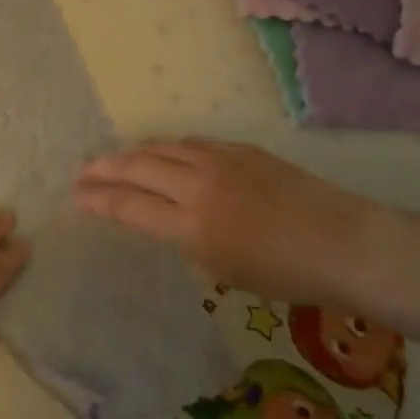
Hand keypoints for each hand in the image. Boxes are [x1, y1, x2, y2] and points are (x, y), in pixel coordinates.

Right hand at [73, 138, 393, 307]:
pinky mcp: (240, 149)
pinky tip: (163, 153)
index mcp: (191, 225)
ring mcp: (219, 160)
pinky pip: (191, 143)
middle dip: (103, 168)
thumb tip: (165, 219)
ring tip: (115, 159)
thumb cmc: (285, 275)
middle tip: (82, 172)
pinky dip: (167, 148)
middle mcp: (197, 185)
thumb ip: (185, 240)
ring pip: (161, 147)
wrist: (344, 243)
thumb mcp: (223, 270)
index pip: (128, 205)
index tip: (76, 196)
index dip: (97, 199)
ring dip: (132, 153)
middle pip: (136, 166)